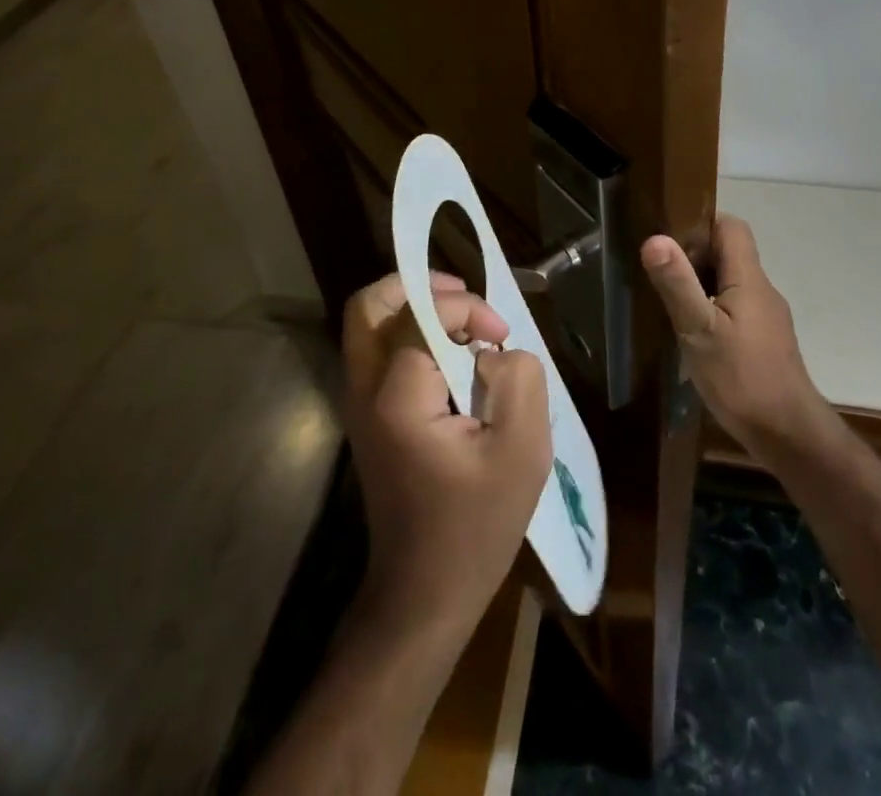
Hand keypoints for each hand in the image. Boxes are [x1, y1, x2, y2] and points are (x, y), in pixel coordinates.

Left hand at [342, 271, 552, 633]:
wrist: (423, 595)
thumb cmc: (475, 527)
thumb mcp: (521, 451)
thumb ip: (518, 380)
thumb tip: (496, 350)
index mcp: (396, 397)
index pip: (419, 314)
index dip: (464, 308)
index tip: (501, 334)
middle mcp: (364, 391)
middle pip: (368, 305)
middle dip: (416, 284)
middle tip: (462, 293)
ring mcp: (359, 405)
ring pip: (369, 325)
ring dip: (413, 307)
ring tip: (462, 319)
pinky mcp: (368, 418)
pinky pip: (379, 351)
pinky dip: (411, 334)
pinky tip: (451, 353)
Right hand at [641, 215, 833, 454]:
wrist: (788, 435)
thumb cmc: (742, 378)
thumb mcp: (699, 330)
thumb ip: (677, 284)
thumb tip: (654, 238)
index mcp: (749, 278)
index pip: (731, 226)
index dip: (701, 222)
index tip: (668, 234)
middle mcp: (762, 290)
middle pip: (729, 253)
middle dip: (694, 254)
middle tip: (659, 270)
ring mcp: (766, 317)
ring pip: (731, 282)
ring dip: (701, 283)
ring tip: (668, 300)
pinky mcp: (764, 340)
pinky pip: (735, 308)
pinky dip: (712, 309)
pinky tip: (692, 334)